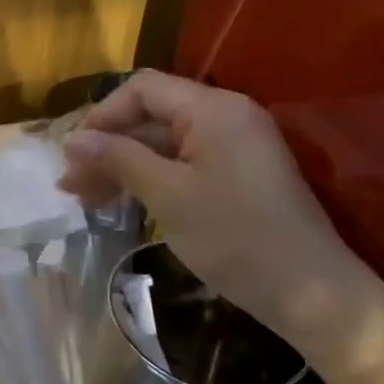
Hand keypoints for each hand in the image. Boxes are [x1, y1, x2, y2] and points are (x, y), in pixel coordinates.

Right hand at [58, 70, 383, 375]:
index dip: (102, 115)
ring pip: (163, 144)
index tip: (74, 153)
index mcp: (213, 109)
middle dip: (107, 147)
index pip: (143, 89)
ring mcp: (235, 146)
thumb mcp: (167, 195)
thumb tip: (71, 140)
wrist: (313, 295)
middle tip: (70, 185)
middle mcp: (226, 116)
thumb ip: (118, 158)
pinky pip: (183, 163)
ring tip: (85, 199)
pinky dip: (150, 178)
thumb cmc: (236, 238)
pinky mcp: (238, 174)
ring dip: (123, 166)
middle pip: (151, 116)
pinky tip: (123, 202)